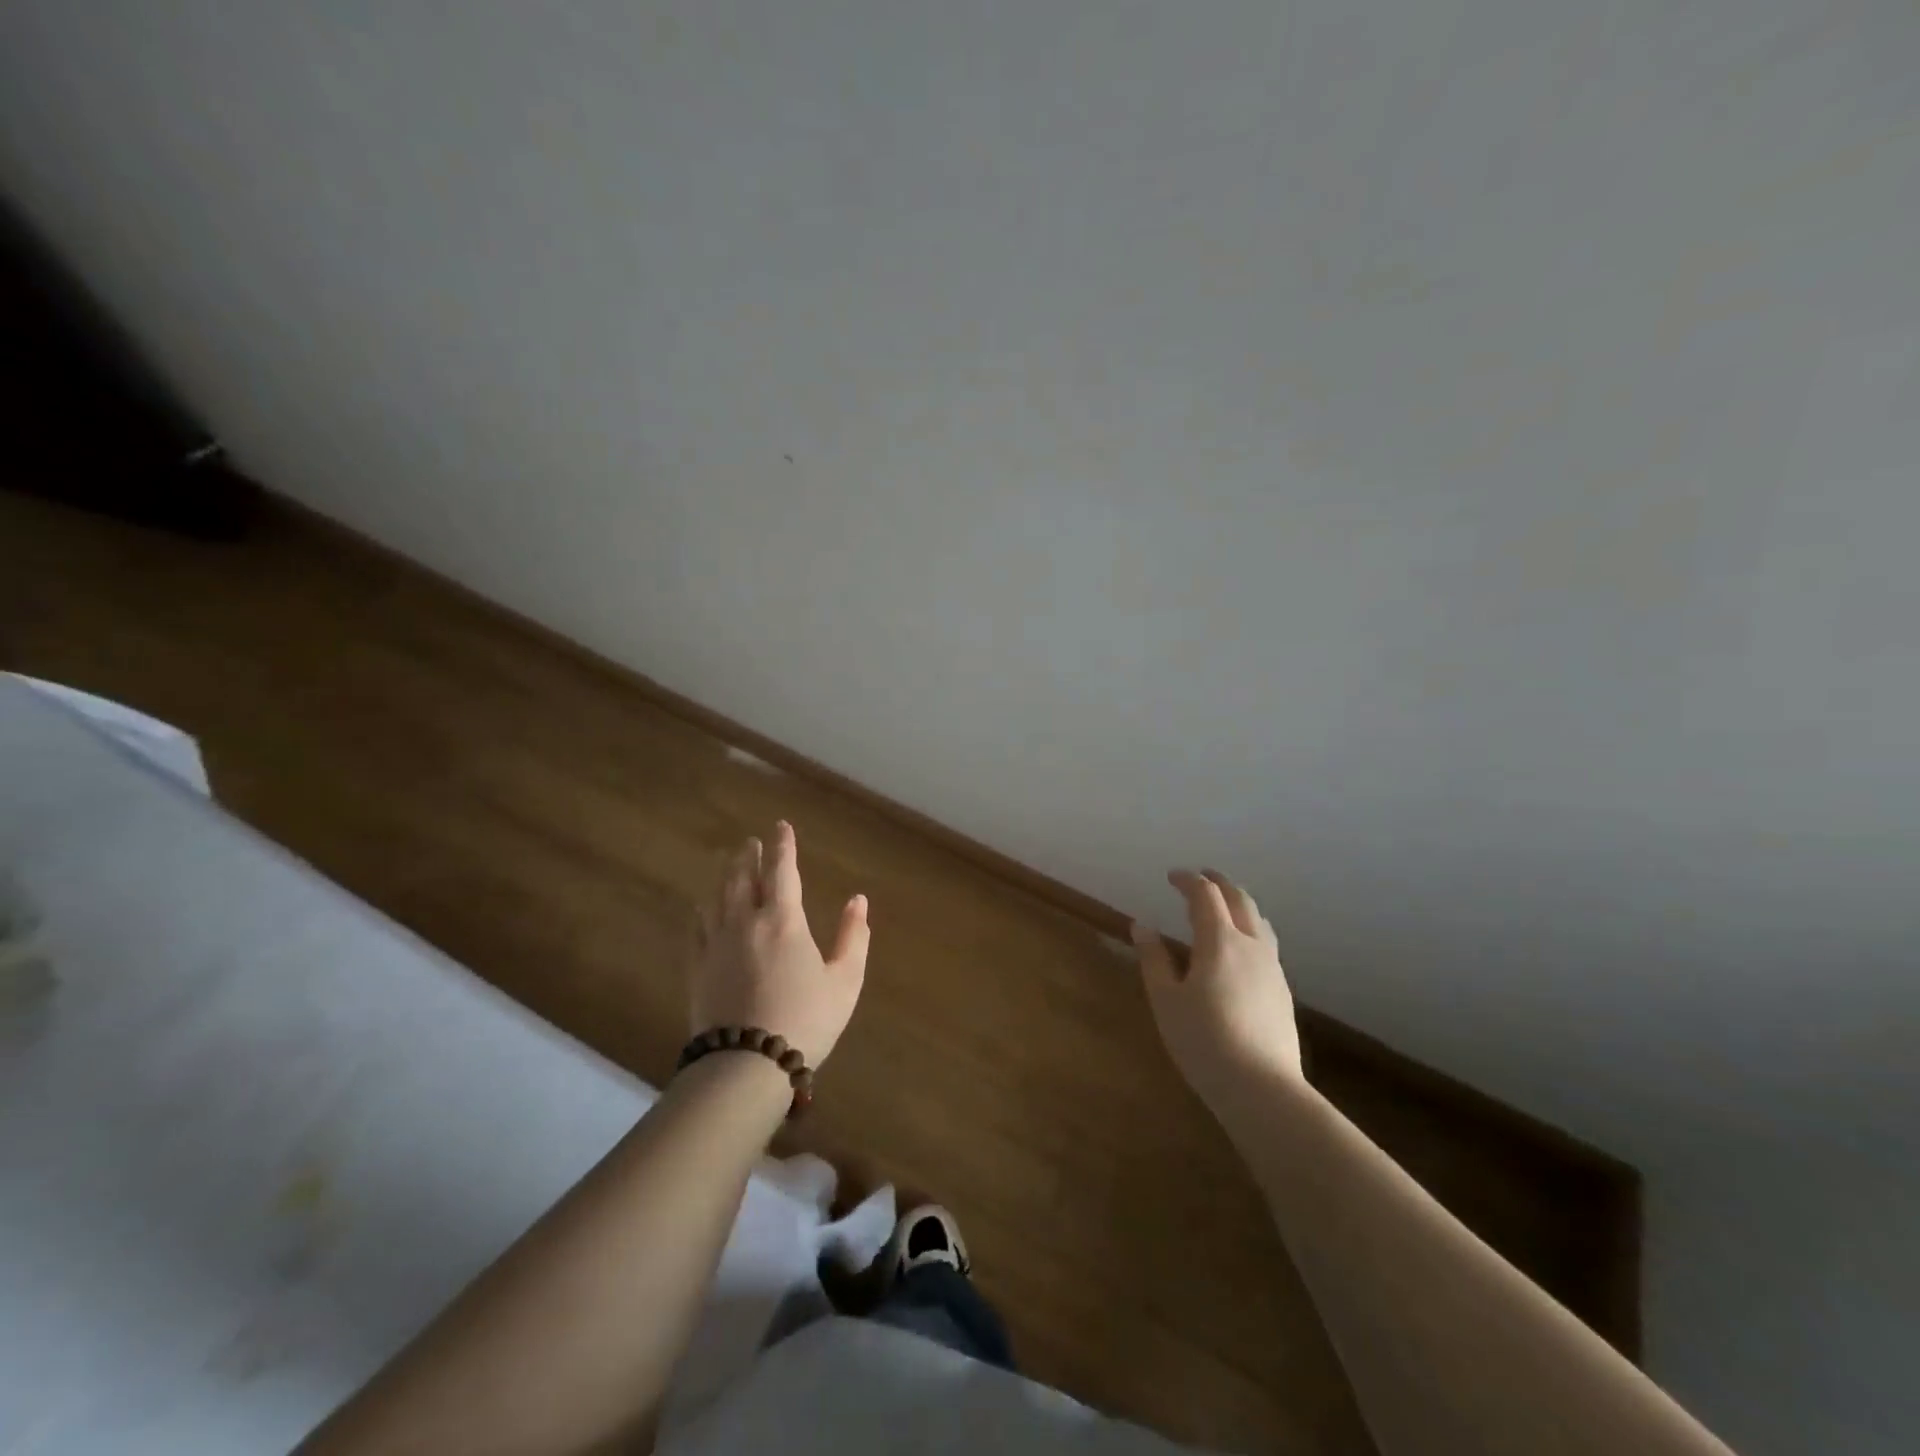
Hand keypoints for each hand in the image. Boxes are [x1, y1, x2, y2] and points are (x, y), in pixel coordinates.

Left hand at [690, 821, 869, 1067]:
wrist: (746, 1065)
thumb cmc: (805, 1019)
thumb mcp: (844, 981)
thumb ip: (852, 936)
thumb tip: (858, 900)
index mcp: (783, 920)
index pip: (782, 870)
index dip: (783, 845)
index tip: (781, 826)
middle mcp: (746, 922)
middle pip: (743, 877)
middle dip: (749, 856)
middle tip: (751, 841)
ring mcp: (716, 944)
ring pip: (718, 898)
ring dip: (725, 876)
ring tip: (729, 864)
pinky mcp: (698, 969)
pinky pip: (697, 928)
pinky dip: (702, 911)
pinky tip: (702, 908)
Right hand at [1133, 869, 1303, 1112]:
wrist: (1263, 1089)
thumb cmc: (1203, 1041)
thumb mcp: (1166, 1000)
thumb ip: (1154, 959)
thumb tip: (1141, 926)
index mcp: (1219, 940)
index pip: (1205, 895)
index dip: (1188, 880)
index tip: (1172, 876)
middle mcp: (1251, 945)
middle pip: (1239, 899)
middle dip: (1218, 883)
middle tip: (1200, 878)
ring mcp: (1272, 968)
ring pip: (1259, 921)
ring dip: (1238, 905)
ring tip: (1222, 908)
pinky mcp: (1282, 991)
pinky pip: (1266, 944)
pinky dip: (1249, 930)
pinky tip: (1239, 951)